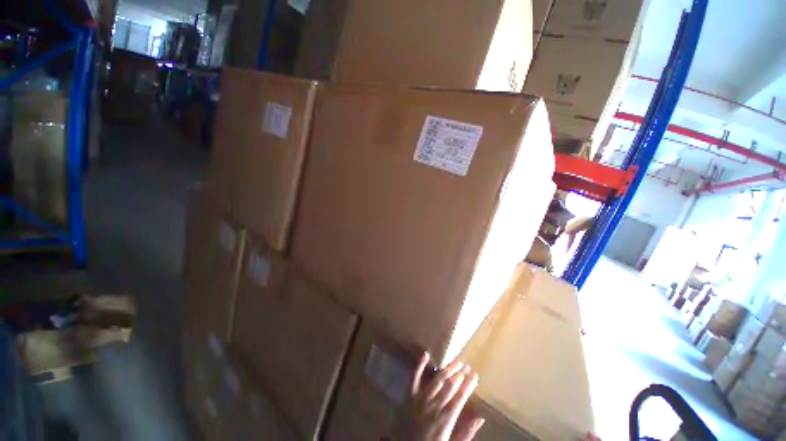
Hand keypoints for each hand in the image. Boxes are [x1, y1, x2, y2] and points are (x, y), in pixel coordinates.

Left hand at [407, 352, 483, 440]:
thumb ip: (466, 432)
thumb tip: (481, 418)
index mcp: (446, 418)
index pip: (461, 396)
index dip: (469, 384)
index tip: (475, 375)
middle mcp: (434, 405)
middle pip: (450, 385)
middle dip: (460, 374)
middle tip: (467, 366)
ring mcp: (421, 398)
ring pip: (437, 379)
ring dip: (447, 369)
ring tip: (456, 362)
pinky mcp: (409, 395)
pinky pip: (414, 377)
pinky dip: (420, 364)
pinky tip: (426, 354)